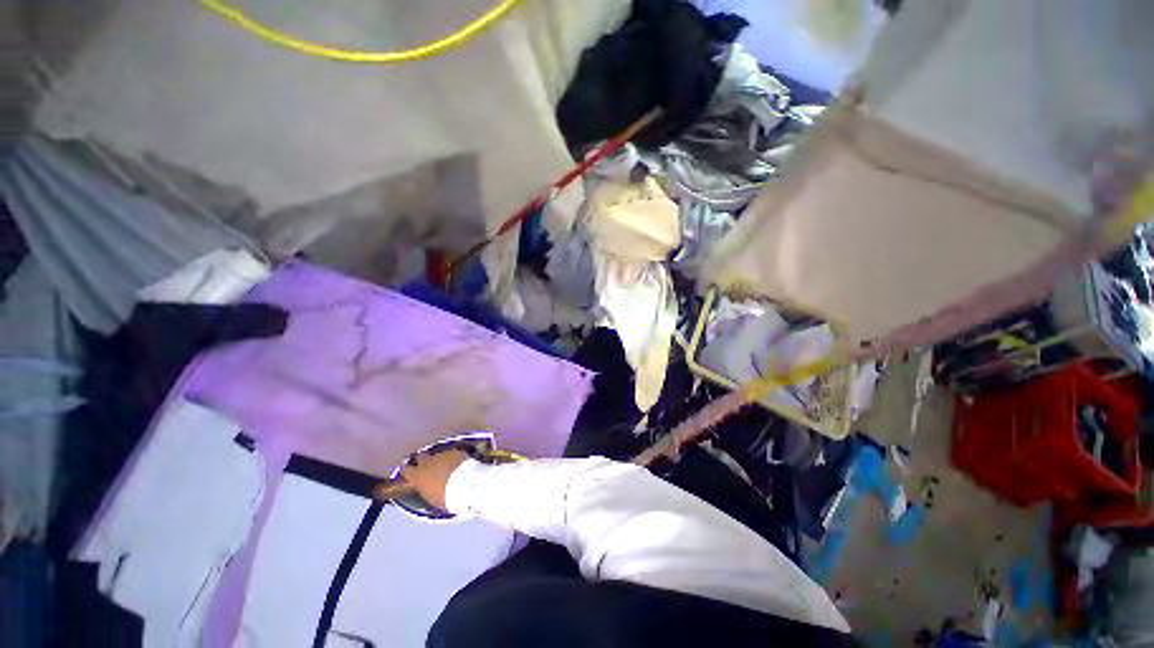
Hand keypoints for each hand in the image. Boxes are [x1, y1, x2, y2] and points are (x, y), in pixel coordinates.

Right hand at [400, 449, 468, 511]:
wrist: (465, 483)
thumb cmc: (445, 497)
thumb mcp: (430, 497)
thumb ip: (426, 489)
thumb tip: (427, 486)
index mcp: (417, 476)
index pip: (406, 469)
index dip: (408, 470)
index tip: (410, 472)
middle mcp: (427, 462)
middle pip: (420, 456)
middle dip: (422, 459)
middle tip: (427, 465)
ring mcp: (441, 454)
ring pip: (436, 454)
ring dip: (439, 459)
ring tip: (444, 466)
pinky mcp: (455, 451)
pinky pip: (450, 453)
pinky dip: (452, 457)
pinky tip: (457, 462)